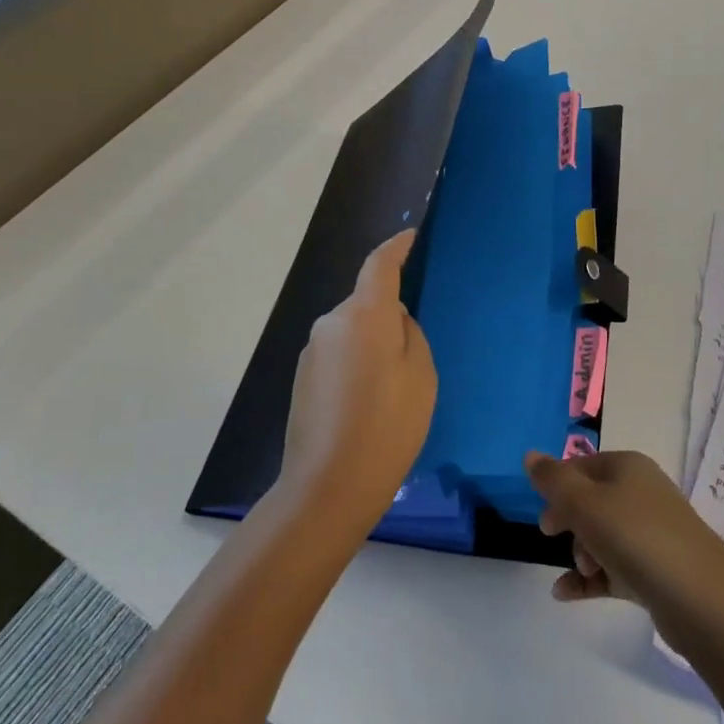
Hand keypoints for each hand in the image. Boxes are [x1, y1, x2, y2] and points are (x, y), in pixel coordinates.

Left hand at [279, 230, 436, 537]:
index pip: (379, 264)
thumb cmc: (387, 426)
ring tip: (393, 388)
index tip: (410, 236)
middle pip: (366, 302)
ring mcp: (312, 351)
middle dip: (389, 314)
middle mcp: (331, 323)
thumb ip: (409, 334)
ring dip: (372, 344)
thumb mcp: (420, 375)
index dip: (397, 247)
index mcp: (364, 315)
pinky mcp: (302, 378)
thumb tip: (392, 322)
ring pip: (353, 331)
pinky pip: (339, 355)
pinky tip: (368, 403)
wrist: (328, 487)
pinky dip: (356, 364)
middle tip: (415, 352)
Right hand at [525, 449, 723, 618]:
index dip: (558, 487)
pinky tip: (564, 595)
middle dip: (569, 521)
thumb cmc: (636, 537)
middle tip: (552, 537)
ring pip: (602, 535)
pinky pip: (614, 567)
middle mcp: (641, 493)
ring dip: (581, 553)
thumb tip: (530, 455)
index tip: (544, 514)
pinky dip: (590, 579)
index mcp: (628, 467)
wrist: (701, 599)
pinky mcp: (656, 569)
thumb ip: (553, 480)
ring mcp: (652, 532)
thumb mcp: (585, 503)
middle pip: (591, 500)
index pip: (582, 466)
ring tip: (583, 572)